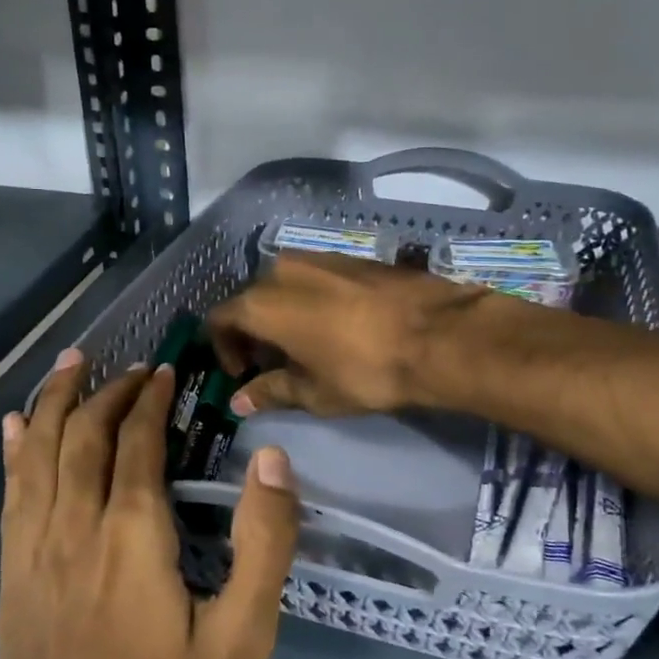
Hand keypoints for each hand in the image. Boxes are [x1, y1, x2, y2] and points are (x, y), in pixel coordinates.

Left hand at [0, 348, 297, 658]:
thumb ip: (263, 542)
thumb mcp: (243, 640)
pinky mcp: (12, 585)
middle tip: (129, 365)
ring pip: (37, 456)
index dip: (151, 400)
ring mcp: (32, 558)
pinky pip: (11, 499)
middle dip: (106, 392)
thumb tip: (271, 456)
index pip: (137, 443)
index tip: (166, 371)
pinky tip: (14, 432)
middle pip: (82, 438)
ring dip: (53, 404)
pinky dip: (15, 454)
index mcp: (131, 539)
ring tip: (69, 364)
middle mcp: (73, 532)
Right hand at [208, 251, 488, 416]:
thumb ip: (270, 392)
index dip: (224, 349)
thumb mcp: (313, 392)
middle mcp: (282, 270)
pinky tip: (335, 326)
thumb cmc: (364, 370)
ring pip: (284, 285)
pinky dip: (310, 300)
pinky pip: (314, 278)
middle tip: (273, 364)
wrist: (438, 334)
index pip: (220, 318)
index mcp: (262, 303)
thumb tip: (238, 402)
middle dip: (254, 331)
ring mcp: (319, 258)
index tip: (244, 374)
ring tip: (305, 345)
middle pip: (251, 299)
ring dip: (282, 313)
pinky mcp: (350, 257)